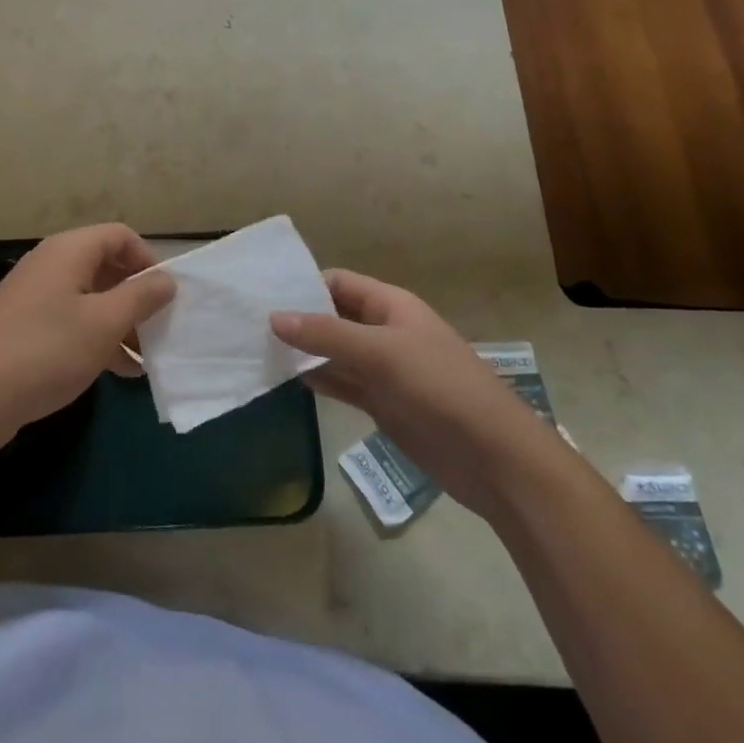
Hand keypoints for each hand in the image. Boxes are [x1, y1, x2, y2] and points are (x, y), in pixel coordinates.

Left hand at [0, 224, 175, 454]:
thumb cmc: (46, 351)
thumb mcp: (103, 324)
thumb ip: (140, 298)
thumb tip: (166, 279)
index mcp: (68, 251)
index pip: (120, 236)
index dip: (148, 260)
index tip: (166, 296)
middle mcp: (50, 264)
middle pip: (106, 266)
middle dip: (136, 297)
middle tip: (161, 330)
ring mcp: (35, 296)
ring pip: (91, 298)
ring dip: (120, 324)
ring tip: (147, 359)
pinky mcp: (25, 326)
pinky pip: (72, 321)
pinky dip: (97, 339)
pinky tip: (120, 373)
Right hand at [272, 270, 556, 513]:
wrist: (496, 459)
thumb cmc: (440, 389)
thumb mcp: (380, 353)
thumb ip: (326, 334)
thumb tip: (273, 317)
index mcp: (390, 305)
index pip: (337, 282)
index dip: (302, 285)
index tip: (261, 296)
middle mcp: (384, 331)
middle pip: (332, 316)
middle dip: (297, 320)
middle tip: (248, 326)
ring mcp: (383, 369)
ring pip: (333, 352)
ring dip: (302, 353)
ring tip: (255, 351)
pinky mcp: (382, 403)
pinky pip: (341, 384)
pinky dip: (316, 381)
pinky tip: (285, 381)